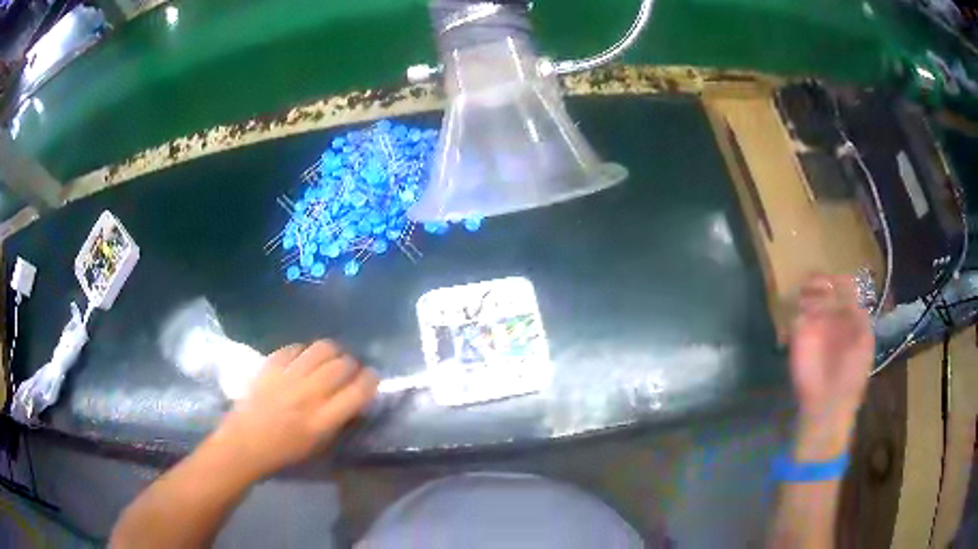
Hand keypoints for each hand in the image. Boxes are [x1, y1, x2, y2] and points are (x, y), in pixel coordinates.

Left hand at [210, 340, 377, 477]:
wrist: (245, 444)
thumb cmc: (284, 453)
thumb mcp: (319, 445)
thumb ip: (337, 420)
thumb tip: (353, 398)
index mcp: (323, 420)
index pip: (358, 391)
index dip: (371, 380)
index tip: (372, 377)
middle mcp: (309, 395)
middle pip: (342, 365)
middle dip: (352, 364)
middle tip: (350, 369)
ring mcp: (288, 377)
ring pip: (321, 349)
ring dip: (333, 351)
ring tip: (330, 358)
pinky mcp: (271, 366)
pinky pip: (295, 348)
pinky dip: (304, 351)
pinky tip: (303, 359)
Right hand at [789, 275, 873, 457]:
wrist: (829, 404)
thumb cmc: (852, 375)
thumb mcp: (864, 342)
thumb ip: (859, 314)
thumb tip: (848, 290)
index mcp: (851, 316)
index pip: (845, 286)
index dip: (841, 280)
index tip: (837, 283)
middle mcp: (832, 317)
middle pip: (825, 286)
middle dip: (822, 281)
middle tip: (821, 287)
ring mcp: (815, 326)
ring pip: (808, 296)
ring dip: (810, 293)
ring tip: (812, 303)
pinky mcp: (798, 338)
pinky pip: (796, 316)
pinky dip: (800, 312)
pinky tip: (806, 318)